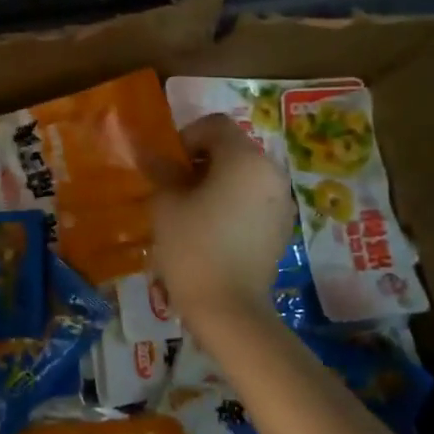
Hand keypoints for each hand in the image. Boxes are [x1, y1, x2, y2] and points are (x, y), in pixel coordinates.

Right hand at [150, 113, 293, 327]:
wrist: (229, 308)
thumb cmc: (192, 247)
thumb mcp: (166, 203)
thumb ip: (162, 170)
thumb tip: (151, 154)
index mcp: (245, 158)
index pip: (214, 125)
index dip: (186, 137)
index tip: (168, 165)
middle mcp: (270, 173)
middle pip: (233, 148)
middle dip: (202, 159)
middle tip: (174, 186)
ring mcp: (281, 202)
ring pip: (244, 174)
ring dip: (218, 181)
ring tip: (191, 208)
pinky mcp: (281, 228)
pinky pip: (254, 199)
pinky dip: (233, 202)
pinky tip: (212, 228)